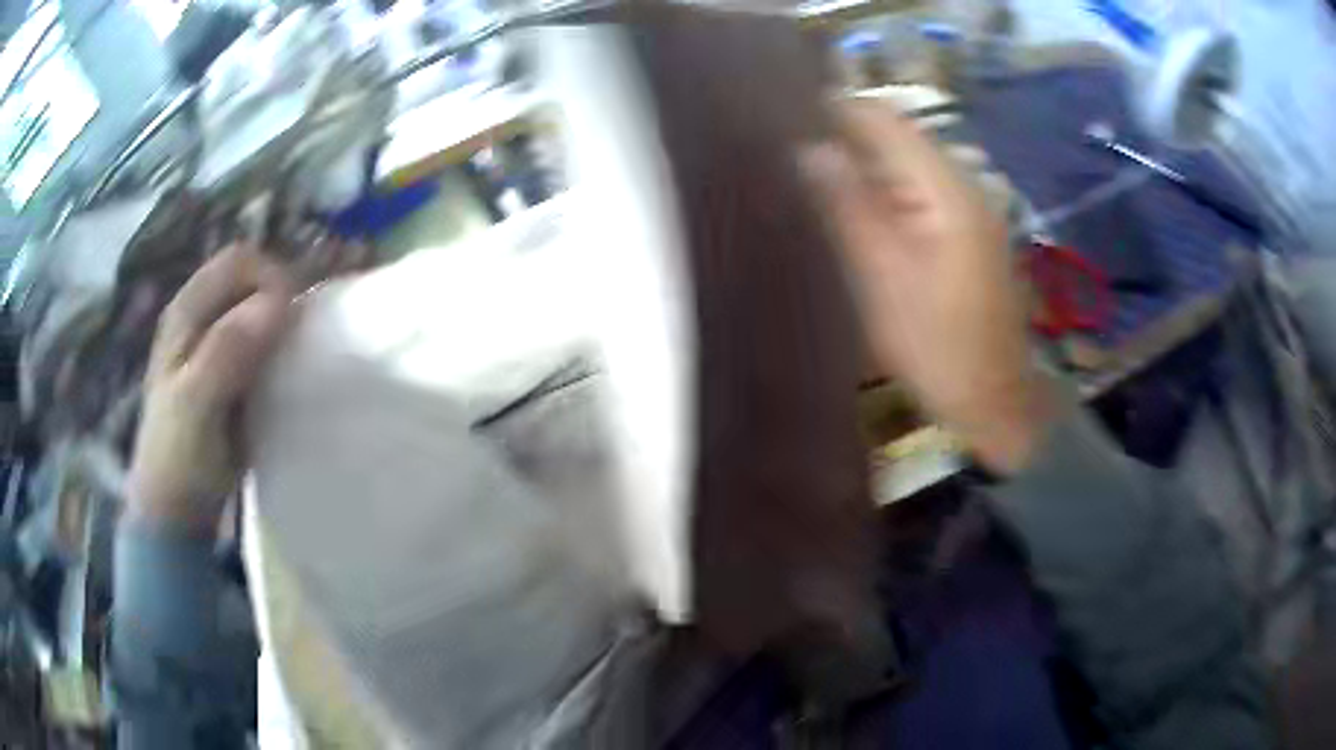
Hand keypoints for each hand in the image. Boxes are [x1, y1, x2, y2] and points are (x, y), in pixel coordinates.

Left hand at [127, 245, 293, 533]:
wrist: (177, 507)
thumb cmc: (179, 455)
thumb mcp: (196, 404)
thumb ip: (227, 351)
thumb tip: (278, 303)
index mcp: (187, 311)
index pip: (239, 261)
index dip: (271, 276)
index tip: (295, 316)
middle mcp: (203, 315)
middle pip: (253, 278)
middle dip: (284, 295)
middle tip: (305, 336)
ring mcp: (217, 343)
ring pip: (261, 308)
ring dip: (287, 322)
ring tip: (304, 353)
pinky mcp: (233, 372)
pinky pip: (265, 341)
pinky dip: (284, 347)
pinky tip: (292, 372)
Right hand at [801, 99, 1055, 474]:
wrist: (995, 399)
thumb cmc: (937, 347)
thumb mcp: (883, 278)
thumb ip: (848, 206)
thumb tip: (809, 148)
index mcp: (947, 189)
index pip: (886, 120)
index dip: (835, 109)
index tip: (782, 115)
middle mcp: (964, 184)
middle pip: (898, 138)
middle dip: (845, 137)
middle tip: (787, 151)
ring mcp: (971, 208)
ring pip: (906, 165)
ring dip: (862, 165)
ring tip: (808, 176)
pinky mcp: (968, 232)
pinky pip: (919, 192)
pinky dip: (884, 192)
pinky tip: (853, 209)